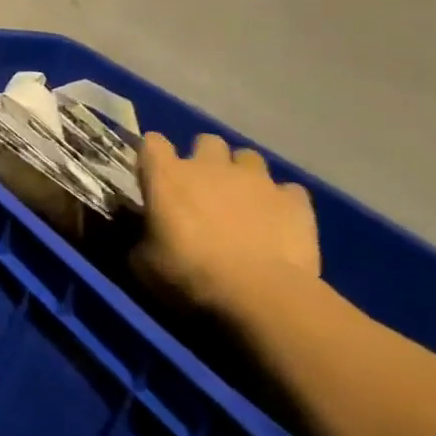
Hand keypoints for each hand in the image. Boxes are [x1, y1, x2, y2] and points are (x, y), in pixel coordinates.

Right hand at [135, 133, 321, 317]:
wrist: (260, 294)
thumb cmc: (189, 274)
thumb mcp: (144, 262)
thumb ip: (140, 237)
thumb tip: (141, 233)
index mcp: (166, 175)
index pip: (153, 142)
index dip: (153, 155)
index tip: (154, 174)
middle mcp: (210, 166)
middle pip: (207, 141)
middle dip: (206, 158)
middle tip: (204, 187)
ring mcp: (256, 180)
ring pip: (249, 157)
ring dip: (244, 174)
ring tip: (244, 201)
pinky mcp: (295, 201)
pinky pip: (289, 191)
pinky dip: (283, 202)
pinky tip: (280, 222)